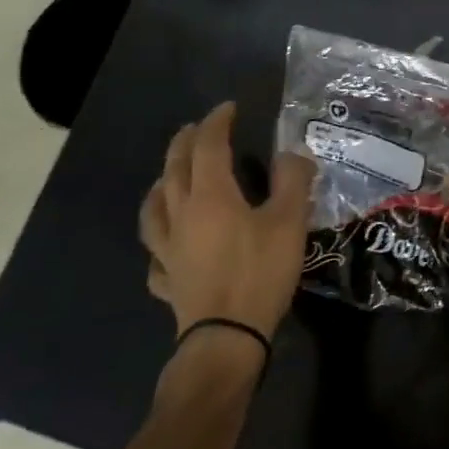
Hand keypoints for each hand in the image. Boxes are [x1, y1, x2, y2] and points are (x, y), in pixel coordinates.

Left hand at [140, 102, 315, 339]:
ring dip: (162, 184)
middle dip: (185, 142)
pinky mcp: (167, 280)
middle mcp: (181, 214)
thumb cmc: (259, 274)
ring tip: (169, 178)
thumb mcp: (289, 222)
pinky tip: (167, 245)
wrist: (226, 340)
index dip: (217, 122)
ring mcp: (168, 249)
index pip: (208, 146)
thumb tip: (294, 153)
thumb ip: (293, 181)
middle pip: (174, 169)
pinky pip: (156, 253)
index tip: (229, 108)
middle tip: (196, 128)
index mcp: (211, 195)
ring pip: (154, 208)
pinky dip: (160, 240)